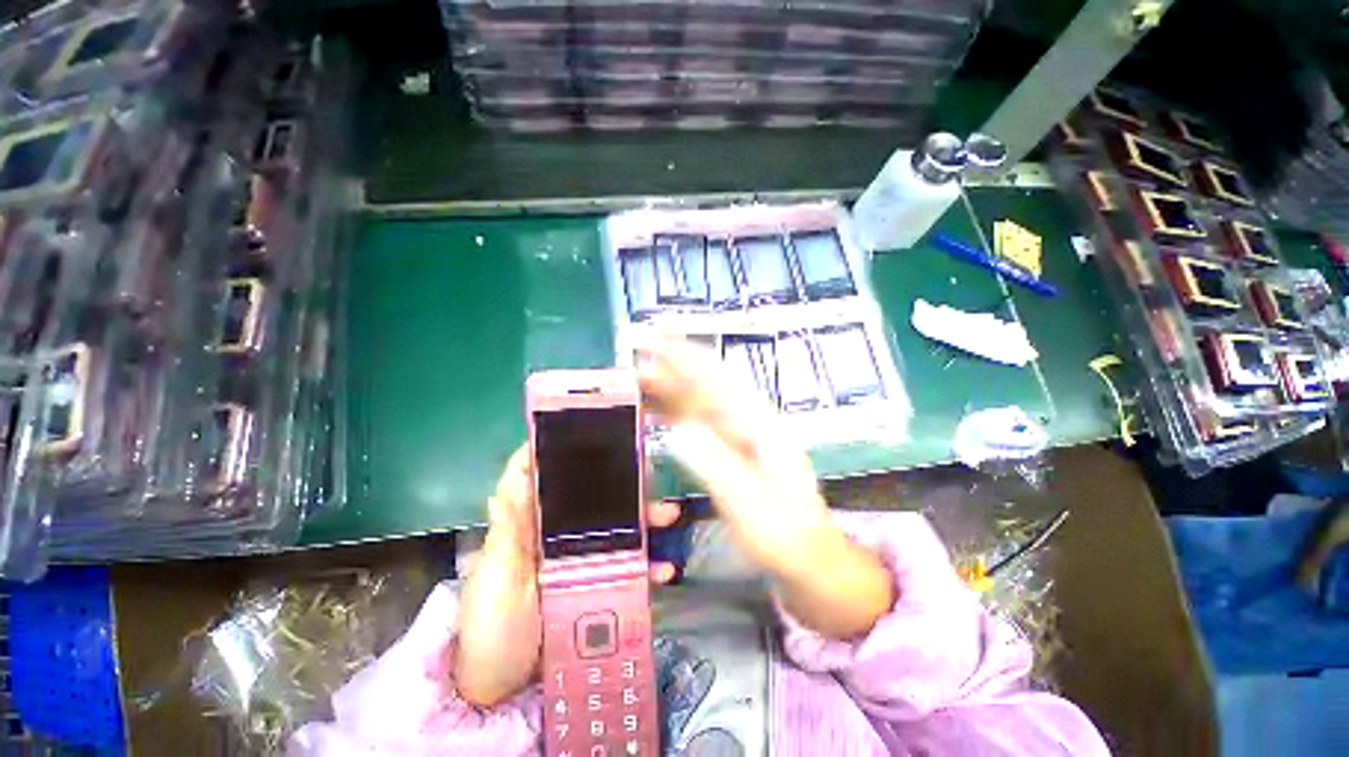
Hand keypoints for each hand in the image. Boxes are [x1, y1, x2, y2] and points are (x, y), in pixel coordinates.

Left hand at [454, 446, 680, 707]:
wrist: (499, 690)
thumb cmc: (489, 628)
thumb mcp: (496, 578)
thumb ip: (508, 531)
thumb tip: (512, 479)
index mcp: (527, 525)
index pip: (539, 475)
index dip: (557, 449)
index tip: (586, 428)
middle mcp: (555, 534)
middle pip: (588, 498)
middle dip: (619, 483)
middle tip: (648, 474)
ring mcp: (578, 560)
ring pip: (614, 528)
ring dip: (643, 520)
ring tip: (669, 516)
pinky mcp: (594, 585)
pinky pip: (626, 569)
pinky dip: (646, 566)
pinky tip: (664, 571)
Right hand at [636, 336, 893, 639]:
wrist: (807, 555)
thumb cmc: (785, 533)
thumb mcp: (752, 506)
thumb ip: (717, 467)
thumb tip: (678, 431)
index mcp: (758, 425)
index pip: (717, 379)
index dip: (686, 354)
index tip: (657, 333)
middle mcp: (748, 420)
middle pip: (706, 383)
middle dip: (673, 362)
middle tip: (637, 347)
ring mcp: (739, 434)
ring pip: (699, 400)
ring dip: (670, 384)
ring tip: (637, 373)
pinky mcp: (730, 449)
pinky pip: (698, 421)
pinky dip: (674, 410)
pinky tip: (657, 410)